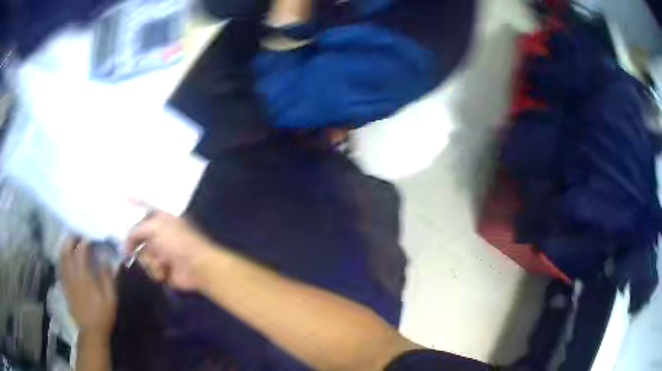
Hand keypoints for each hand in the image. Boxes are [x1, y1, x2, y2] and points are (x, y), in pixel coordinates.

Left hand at [59, 239, 116, 336]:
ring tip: (69, 241)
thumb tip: (104, 260)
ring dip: (64, 246)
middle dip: (71, 239)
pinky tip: (63, 257)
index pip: (80, 252)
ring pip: (61, 258)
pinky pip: (59, 268)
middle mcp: (72, 275)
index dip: (84, 241)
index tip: (89, 237)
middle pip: (67, 251)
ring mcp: (66, 281)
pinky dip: (60, 259)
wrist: (91, 331)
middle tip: (77, 234)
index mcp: (84, 276)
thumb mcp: (110, 298)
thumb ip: (107, 278)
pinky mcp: (64, 287)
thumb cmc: (103, 314)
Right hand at [126, 210, 216, 290]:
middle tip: (129, 250)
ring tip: (161, 262)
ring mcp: (162, 251)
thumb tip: (126, 242)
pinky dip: (156, 271)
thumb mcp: (154, 228)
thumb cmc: (177, 242)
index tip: (125, 198)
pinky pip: (151, 269)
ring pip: (143, 255)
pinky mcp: (165, 268)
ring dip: (150, 260)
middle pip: (139, 236)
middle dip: (136, 244)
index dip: (135, 202)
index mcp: (162, 219)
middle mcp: (161, 233)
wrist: (196, 267)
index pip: (145, 207)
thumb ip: (136, 231)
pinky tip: (165, 271)